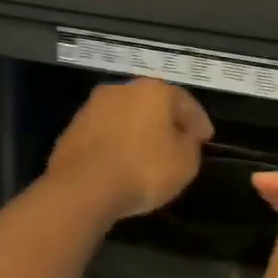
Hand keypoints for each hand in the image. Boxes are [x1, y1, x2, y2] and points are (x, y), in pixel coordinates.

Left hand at [45, 78, 213, 221]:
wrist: (83, 187)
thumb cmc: (143, 170)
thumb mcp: (185, 163)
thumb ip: (190, 144)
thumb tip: (184, 137)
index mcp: (153, 90)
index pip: (184, 101)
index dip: (198, 121)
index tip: (206, 138)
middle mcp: (121, 90)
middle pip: (151, 103)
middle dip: (165, 121)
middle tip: (177, 141)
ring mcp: (92, 107)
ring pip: (124, 116)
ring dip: (137, 131)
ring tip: (147, 154)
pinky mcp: (71, 129)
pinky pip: (104, 134)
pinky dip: (115, 144)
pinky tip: (121, 162)